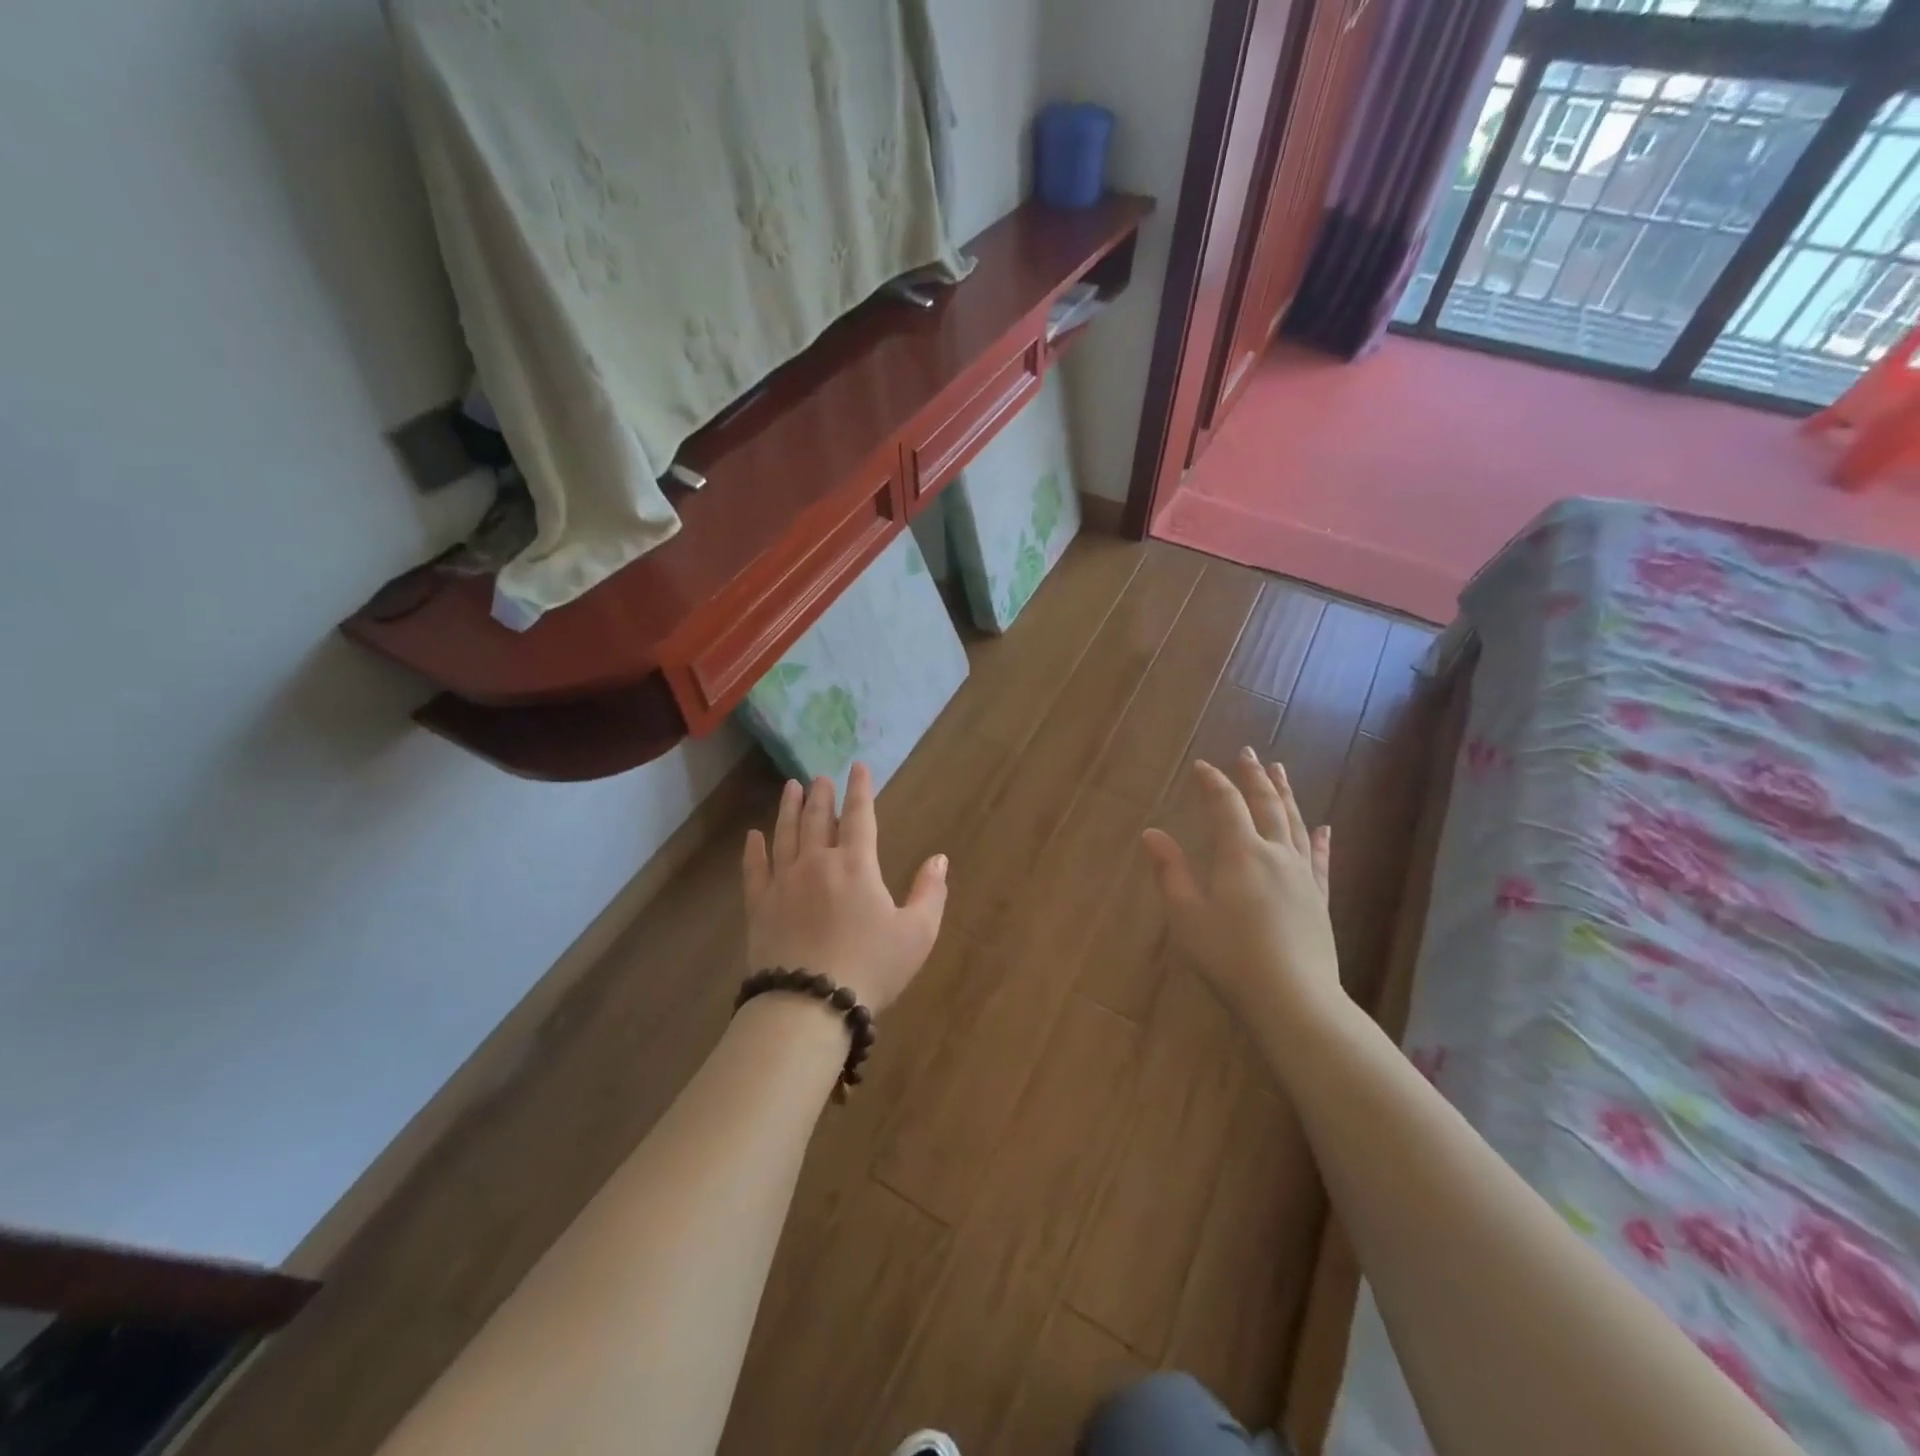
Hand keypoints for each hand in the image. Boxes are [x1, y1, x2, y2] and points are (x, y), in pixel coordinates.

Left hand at [743, 764, 947, 1013]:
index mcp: (857, 866)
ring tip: (791, 787)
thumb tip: (940, 859)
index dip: (860, 790)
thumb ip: (930, 893)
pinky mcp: (759, 905)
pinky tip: (753, 836)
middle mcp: (817, 863)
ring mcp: (784, 882)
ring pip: (785, 834)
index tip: (857, 767)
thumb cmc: (871, 968)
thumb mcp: (917, 934)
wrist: (809, 1004)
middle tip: (821, 777)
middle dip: (822, 795)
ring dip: (789, 808)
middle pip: (818, 819)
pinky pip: (754, 869)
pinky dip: (754, 849)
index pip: (860, 816)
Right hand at [1141, 749, 1344, 1034]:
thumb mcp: (1187, 915)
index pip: (1225, 805)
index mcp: (1240, 854)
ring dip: (1286, 795)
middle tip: (1248, 752)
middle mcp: (1275, 855)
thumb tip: (1152, 833)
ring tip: (1281, 772)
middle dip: (1254, 776)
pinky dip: (1320, 840)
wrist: (1293, 1000)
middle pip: (1266, 805)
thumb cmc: (1230, 957)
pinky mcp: (1319, 899)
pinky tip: (1324, 828)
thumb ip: (1170, 871)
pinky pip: (1320, 860)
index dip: (1212, 782)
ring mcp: (1302, 876)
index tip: (1201, 765)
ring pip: (1295, 824)